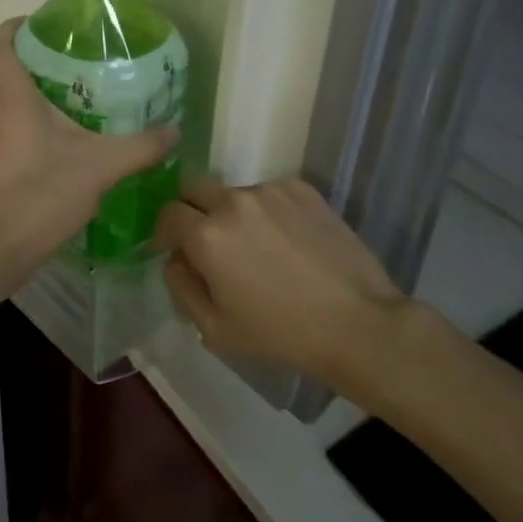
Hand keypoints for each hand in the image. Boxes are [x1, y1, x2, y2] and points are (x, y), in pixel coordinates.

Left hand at [0, 19, 178, 277]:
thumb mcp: (102, 167)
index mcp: (10, 96)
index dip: (12, 27)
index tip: (40, 28)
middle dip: (7, 54)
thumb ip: (141, 146)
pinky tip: (36, 144)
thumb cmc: (43, 194)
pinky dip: (4, 121)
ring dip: (4, 88)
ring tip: (46, 100)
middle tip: (44, 61)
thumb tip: (175, 131)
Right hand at [157, 176, 404, 383]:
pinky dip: (267, 211)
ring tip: (259, 247)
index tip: (176, 249)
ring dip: (233, 213)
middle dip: (191, 210)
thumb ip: (180, 286)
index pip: (167, 213)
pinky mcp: (301, 188)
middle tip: (209, 241)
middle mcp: (232, 201)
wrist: (357, 323)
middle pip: (193, 187)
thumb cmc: (280, 334)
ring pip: (233, 192)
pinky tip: (287, 241)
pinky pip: (268, 193)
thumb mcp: (214, 329)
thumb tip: (175, 258)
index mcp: (206, 235)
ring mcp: (269, 190)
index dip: (166, 232)